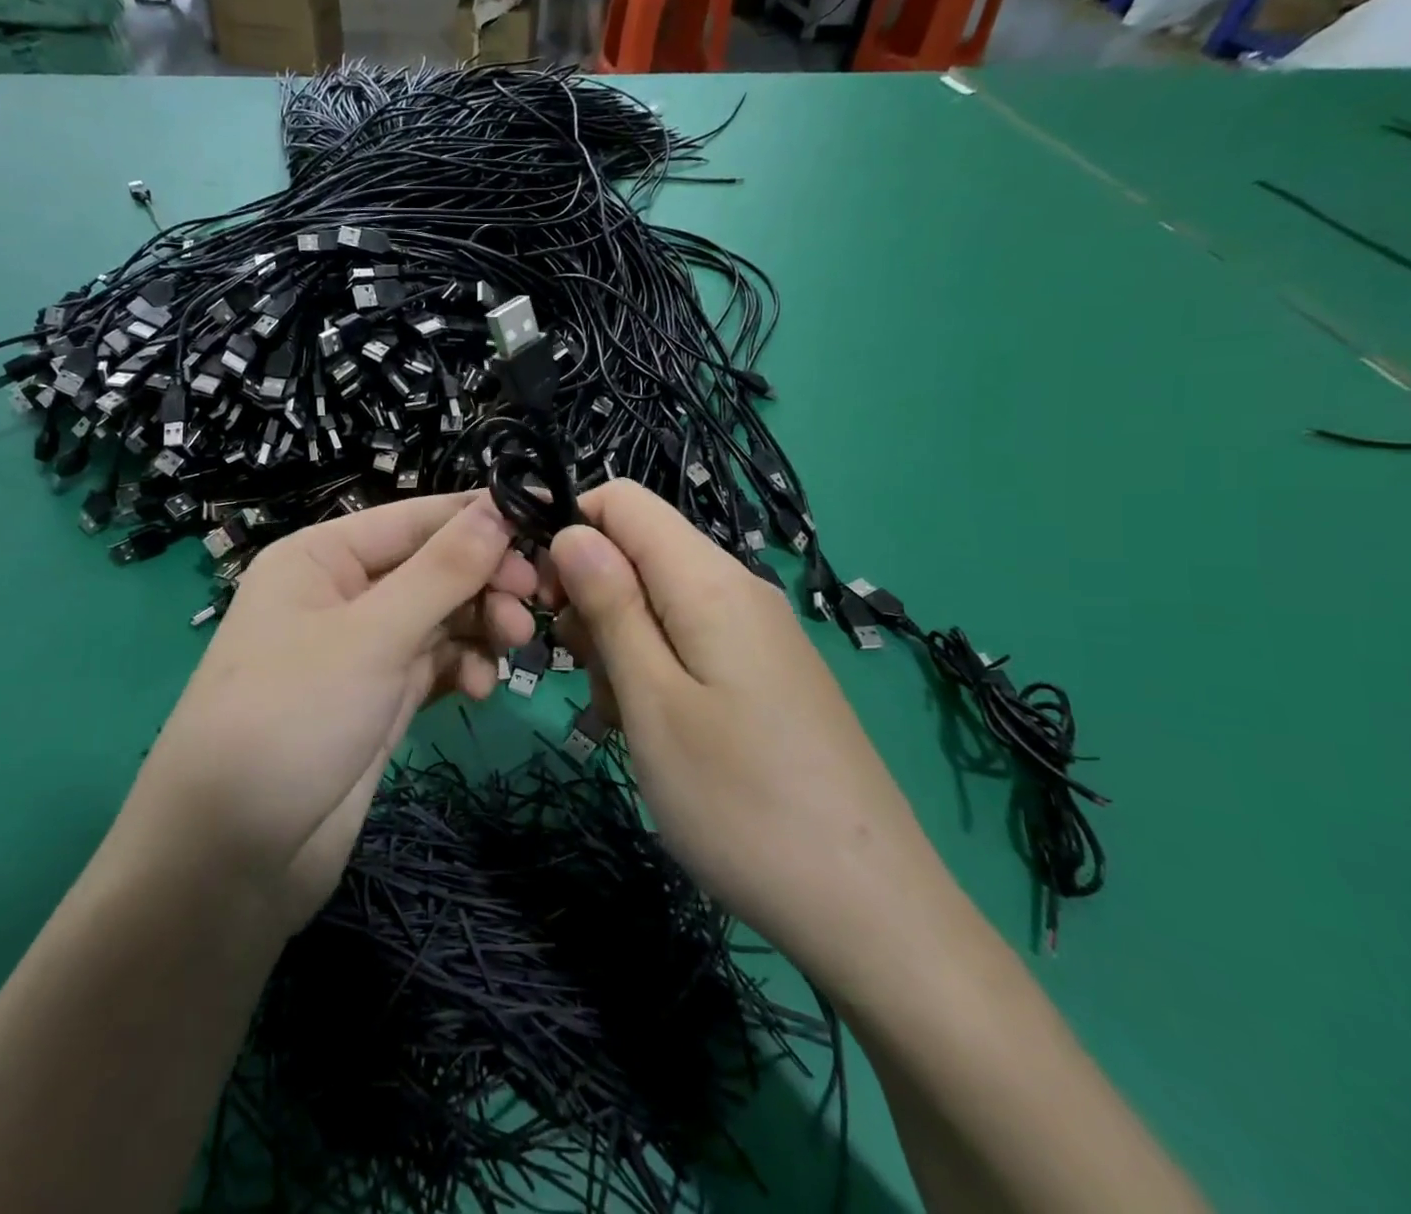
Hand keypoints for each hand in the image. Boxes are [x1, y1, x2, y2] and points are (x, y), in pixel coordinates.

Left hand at [117, 494, 536, 935]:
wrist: (232, 858)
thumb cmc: (292, 719)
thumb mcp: (371, 636)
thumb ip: (441, 571)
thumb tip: (497, 508)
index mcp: (322, 557)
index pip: (415, 518)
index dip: (480, 518)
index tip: (548, 525)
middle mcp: (342, 593)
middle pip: (433, 566)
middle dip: (484, 580)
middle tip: (533, 602)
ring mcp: (362, 650)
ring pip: (440, 617)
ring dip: (481, 625)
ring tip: (513, 648)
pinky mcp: (379, 699)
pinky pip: (435, 664)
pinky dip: (464, 668)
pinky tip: (481, 690)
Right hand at [546, 481, 959, 992]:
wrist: (870, 910)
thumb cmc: (739, 803)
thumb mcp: (652, 702)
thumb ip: (610, 606)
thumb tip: (572, 531)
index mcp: (710, 580)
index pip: (623, 500)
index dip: (570, 529)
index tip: (541, 597)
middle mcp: (740, 589)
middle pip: (640, 550)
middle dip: (590, 597)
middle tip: (581, 674)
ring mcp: (759, 633)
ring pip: (660, 600)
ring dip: (619, 642)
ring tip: (619, 716)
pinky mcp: (767, 673)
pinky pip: (692, 640)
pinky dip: (655, 669)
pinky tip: (655, 730)